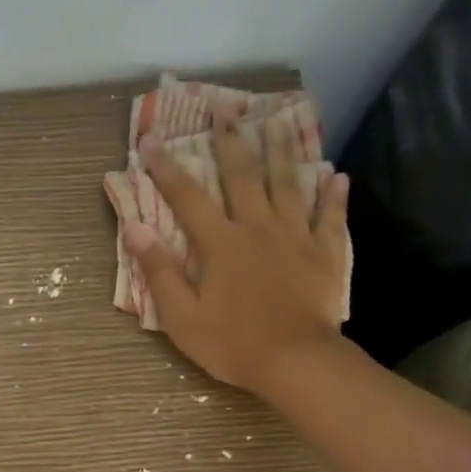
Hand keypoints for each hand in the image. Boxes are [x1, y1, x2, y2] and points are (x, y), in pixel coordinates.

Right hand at [126, 110, 350, 396]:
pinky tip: (336, 176)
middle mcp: (258, 228)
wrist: (295, 362)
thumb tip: (134, 227)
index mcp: (221, 244)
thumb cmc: (232, 344)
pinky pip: (330, 218)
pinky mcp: (324, 254)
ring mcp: (296, 238)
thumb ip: (159, 271)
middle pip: (243, 177)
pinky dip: (333, 196)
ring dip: (282, 151)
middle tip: (224, 109)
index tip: (150, 140)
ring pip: (289, 185)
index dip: (166, 168)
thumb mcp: (182, 316)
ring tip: (278, 121)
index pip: (187, 198)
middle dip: (230, 142)